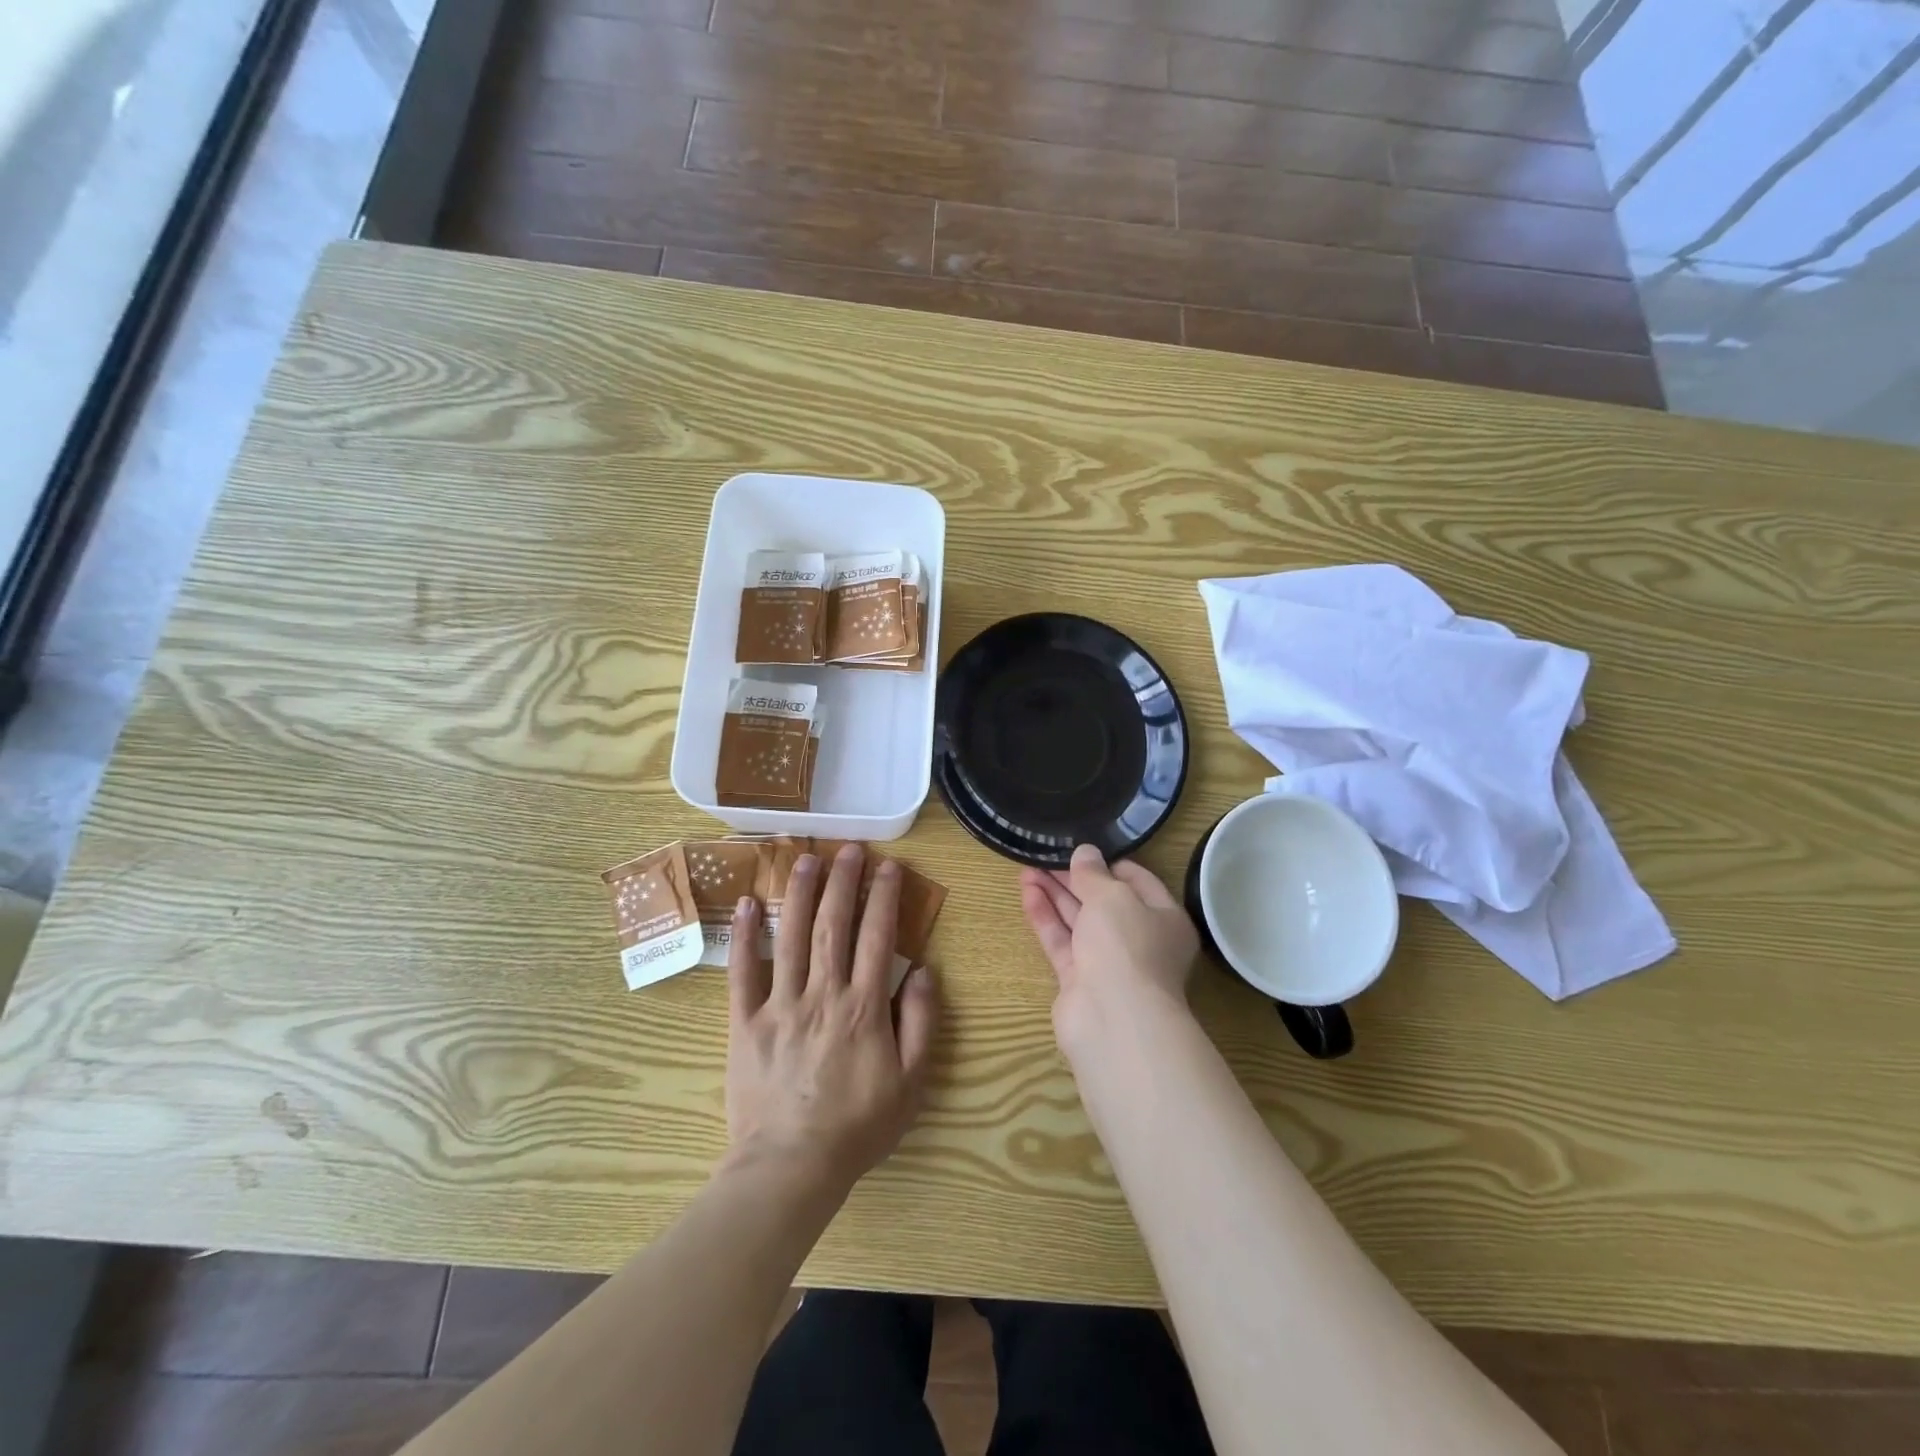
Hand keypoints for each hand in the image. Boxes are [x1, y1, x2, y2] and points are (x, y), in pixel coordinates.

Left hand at [725, 844, 937, 1193]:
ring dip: (799, 893)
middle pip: (833, 925)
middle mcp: (823, 993)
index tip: (889, 866)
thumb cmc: (858, 1126)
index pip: (878, 937)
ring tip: (805, 857)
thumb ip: (922, 1023)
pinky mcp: (745, 1021)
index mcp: (864, 1006)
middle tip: (848, 848)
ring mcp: (780, 1004)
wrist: (791, 1167)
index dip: (884, 896)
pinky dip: (743, 936)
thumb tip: (925, 970)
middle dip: (843, 881)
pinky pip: (743, 972)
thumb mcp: (911, 1083)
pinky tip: (745, 903)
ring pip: (790, 936)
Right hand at [1020, 844, 1198, 1052]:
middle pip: (1103, 901)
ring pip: (1079, 921)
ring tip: (1026, 867)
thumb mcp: (1112, 896)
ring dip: (1054, 894)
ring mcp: (1108, 962)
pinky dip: (1046, 918)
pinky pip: (1062, 942)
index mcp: (1164, 918)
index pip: (1137, 881)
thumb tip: (1085, 852)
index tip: (1080, 848)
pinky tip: (1027, 893)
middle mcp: (1139, 940)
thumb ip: (1094, 873)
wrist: (1113, 1018)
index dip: (1108, 863)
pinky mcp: (1080, 980)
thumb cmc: (1126, 945)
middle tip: (1044, 854)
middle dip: (1074, 878)